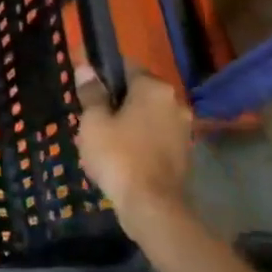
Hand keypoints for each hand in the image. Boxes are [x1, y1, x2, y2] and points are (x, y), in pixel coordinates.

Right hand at [75, 69, 192, 229]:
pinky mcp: (185, 153)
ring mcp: (184, 129)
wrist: (152, 206)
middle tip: (93, 115)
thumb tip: (86, 68)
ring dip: (131, 120)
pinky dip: (142, 139)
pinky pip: (158, 135)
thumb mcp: (94, 121)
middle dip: (118, 99)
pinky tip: (124, 154)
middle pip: (140, 91)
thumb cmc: (118, 155)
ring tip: (106, 137)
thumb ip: (91, 93)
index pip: (127, 66)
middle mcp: (175, 102)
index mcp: (153, 88)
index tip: (87, 89)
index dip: (104, 74)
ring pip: (150, 115)